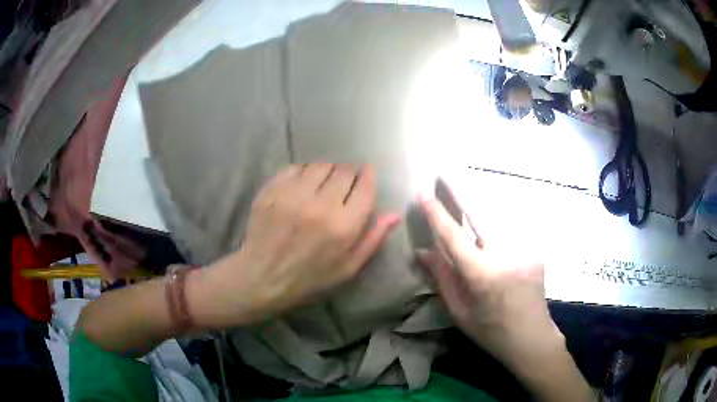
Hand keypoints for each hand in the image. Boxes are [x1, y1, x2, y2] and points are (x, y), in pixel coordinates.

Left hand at [190, 163, 399, 329]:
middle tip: (344, 184)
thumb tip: (394, 214)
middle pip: (344, 170)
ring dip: (327, 172)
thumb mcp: (348, 269)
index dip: (369, 175)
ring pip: (320, 165)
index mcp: (343, 227)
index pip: (364, 186)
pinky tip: (301, 187)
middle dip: (349, 174)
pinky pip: (295, 168)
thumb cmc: (309, 279)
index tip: (368, 173)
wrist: (262, 278)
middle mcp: (319, 205)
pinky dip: (303, 173)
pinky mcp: (272, 191)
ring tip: (322, 185)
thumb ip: (373, 240)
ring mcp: (292, 195)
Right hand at [416, 192, 563, 366]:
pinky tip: (489, 215)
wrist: (532, 337)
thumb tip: (424, 251)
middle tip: (445, 173)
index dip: (437, 214)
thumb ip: (443, 278)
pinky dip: (497, 217)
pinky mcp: (535, 249)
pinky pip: (512, 226)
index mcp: (482, 275)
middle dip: (460, 191)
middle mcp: (505, 255)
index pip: (454, 237)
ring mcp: (525, 249)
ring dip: (480, 200)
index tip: (423, 194)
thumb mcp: (460, 311)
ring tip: (464, 187)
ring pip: (499, 215)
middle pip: (480, 214)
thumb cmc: (490, 331)